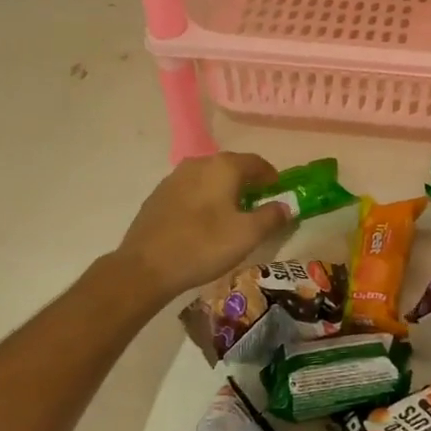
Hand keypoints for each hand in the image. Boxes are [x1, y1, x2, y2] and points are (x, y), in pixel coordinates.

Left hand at [112, 153, 289, 302]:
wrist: (145, 268)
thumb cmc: (203, 246)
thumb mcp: (247, 235)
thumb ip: (272, 217)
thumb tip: (285, 206)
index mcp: (223, 167)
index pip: (256, 162)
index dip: (271, 177)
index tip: (279, 193)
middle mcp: (198, 163)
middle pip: (231, 167)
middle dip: (248, 183)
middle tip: (258, 205)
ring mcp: (174, 178)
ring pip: (209, 178)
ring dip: (224, 191)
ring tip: (231, 215)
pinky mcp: (158, 195)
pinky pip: (190, 190)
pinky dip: (203, 199)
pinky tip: (203, 222)